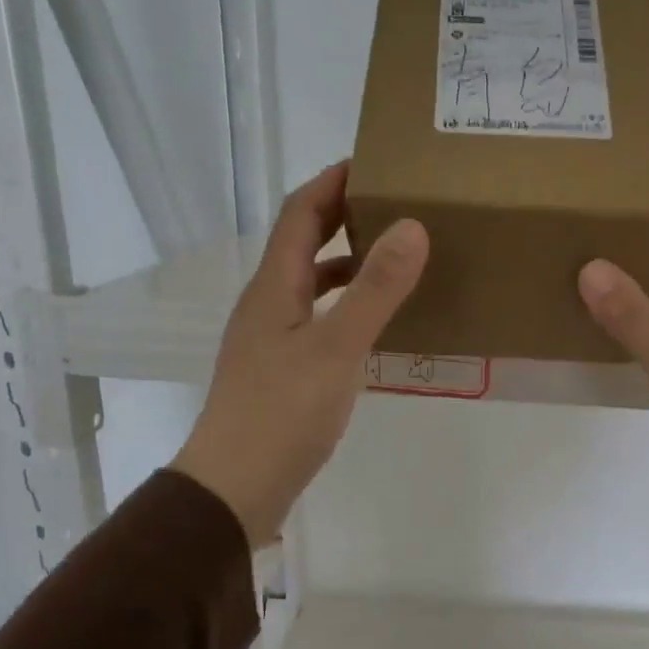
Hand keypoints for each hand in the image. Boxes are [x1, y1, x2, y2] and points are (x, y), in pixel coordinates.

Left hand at [173, 162, 426, 546]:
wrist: (236, 486)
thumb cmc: (283, 413)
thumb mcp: (336, 347)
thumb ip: (375, 289)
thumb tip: (412, 226)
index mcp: (274, 287)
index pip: (300, 214)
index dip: (332, 182)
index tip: (373, 161)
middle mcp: (267, 305)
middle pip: (303, 245)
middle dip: (342, 217)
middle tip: (394, 205)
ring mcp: (271, 341)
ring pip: (311, 285)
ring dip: (346, 264)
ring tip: (393, 259)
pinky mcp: (281, 373)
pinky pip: (317, 321)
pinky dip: (345, 309)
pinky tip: (373, 326)